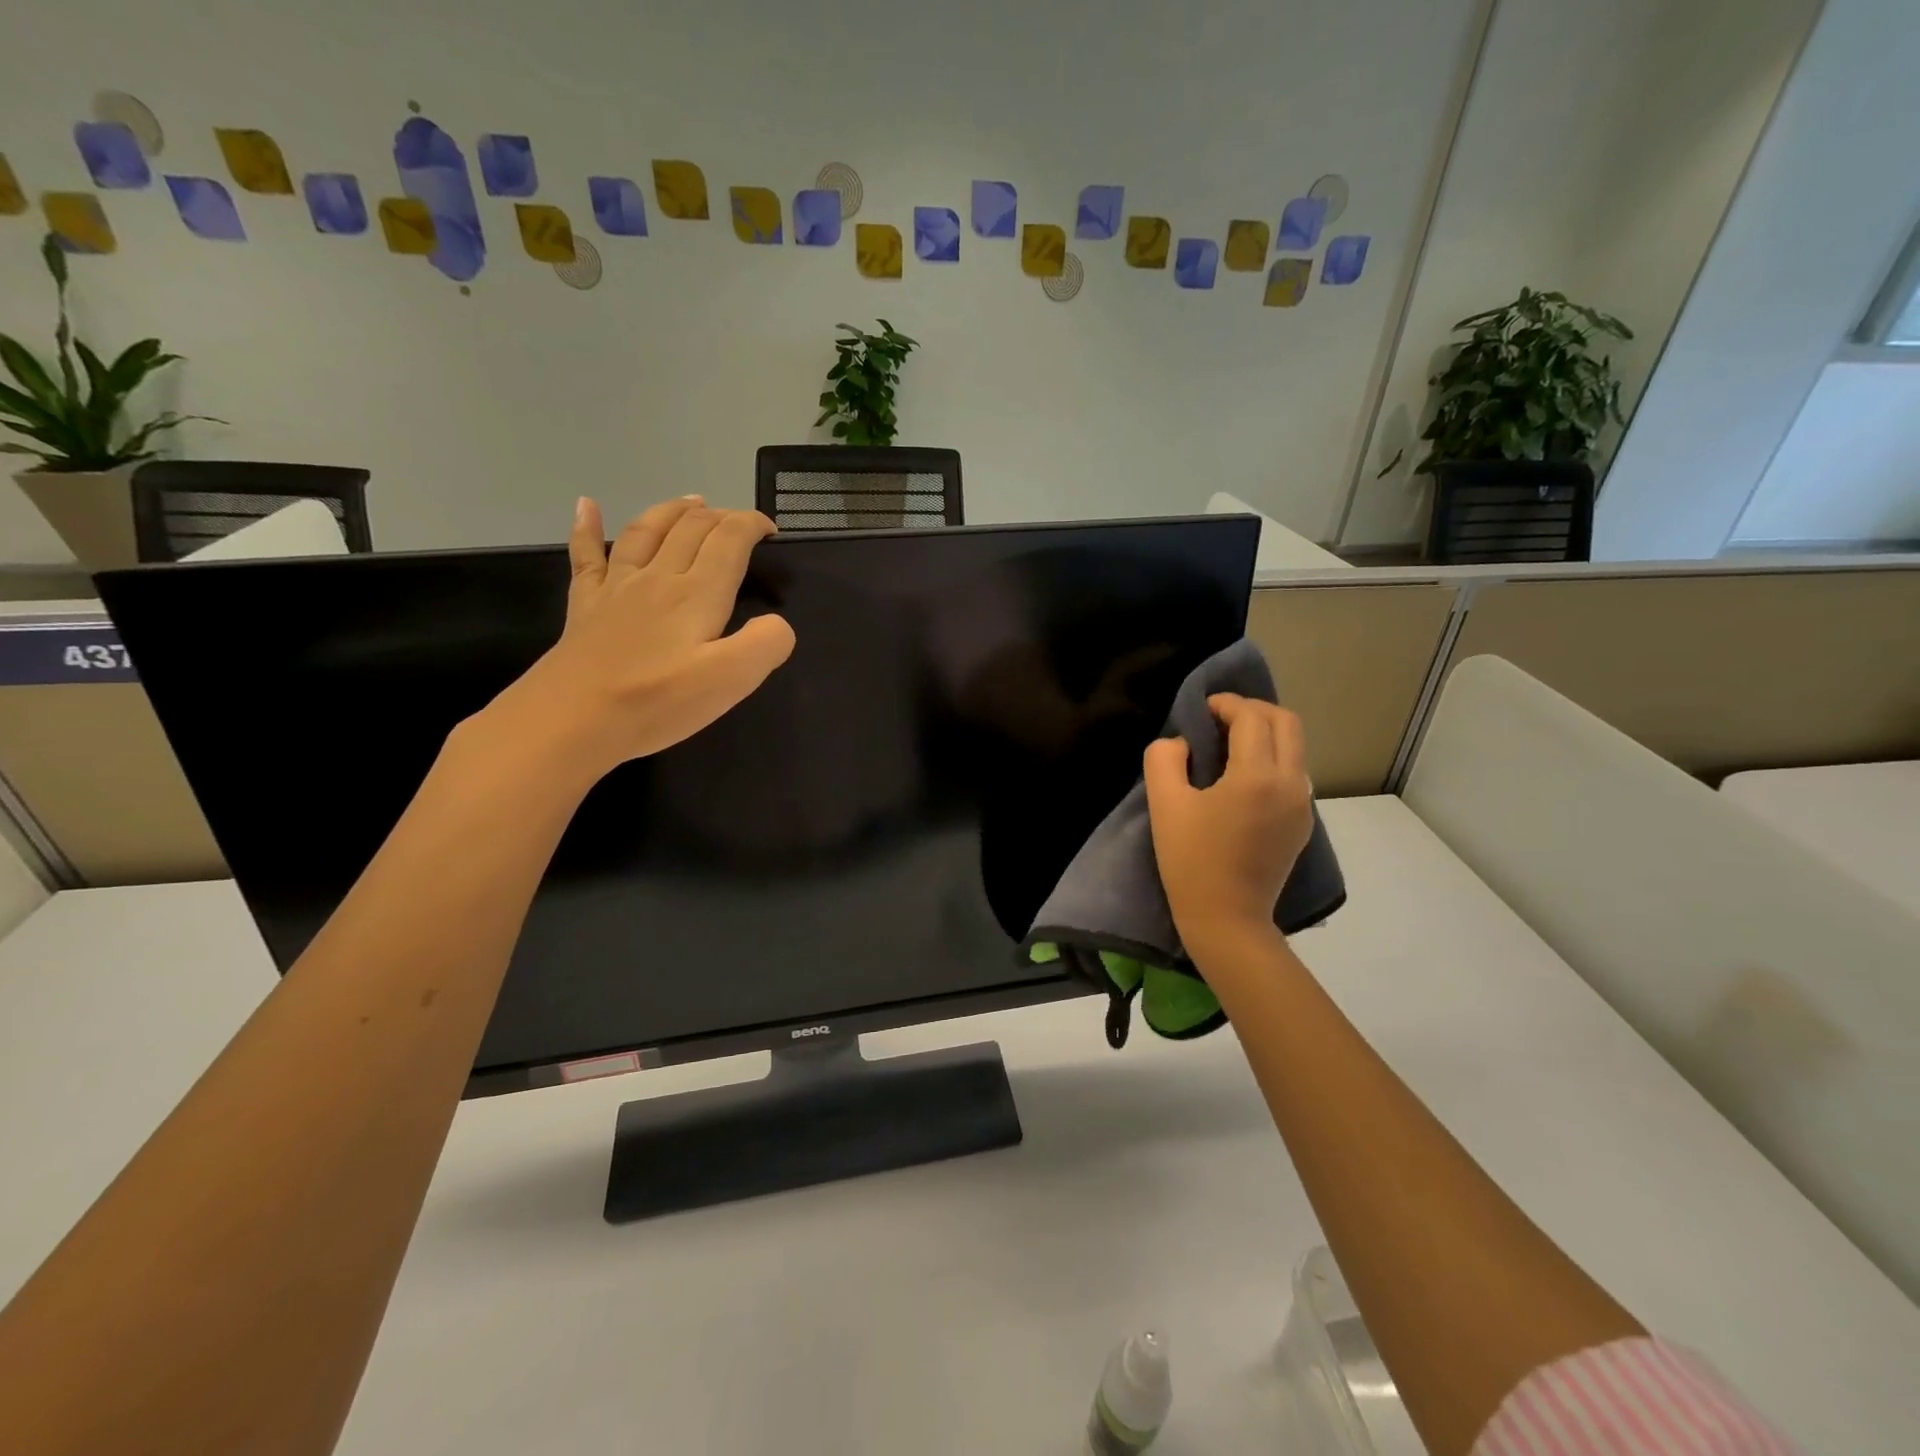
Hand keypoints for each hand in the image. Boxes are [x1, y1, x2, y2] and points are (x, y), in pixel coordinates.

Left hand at [484, 496, 795, 781]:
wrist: (573, 719)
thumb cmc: (658, 701)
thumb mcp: (732, 679)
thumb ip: (767, 643)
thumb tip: (777, 623)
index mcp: (698, 593)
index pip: (729, 540)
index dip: (752, 525)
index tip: (771, 531)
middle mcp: (659, 577)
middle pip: (691, 529)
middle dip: (721, 516)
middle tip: (739, 522)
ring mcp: (617, 587)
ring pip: (646, 531)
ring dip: (673, 511)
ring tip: (692, 501)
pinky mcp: (586, 605)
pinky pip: (587, 555)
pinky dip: (587, 526)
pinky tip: (586, 505)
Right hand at [1143, 695, 1314, 960]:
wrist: (1226, 919)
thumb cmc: (1191, 861)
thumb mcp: (1164, 804)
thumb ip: (1164, 758)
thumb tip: (1181, 743)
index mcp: (1257, 776)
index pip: (1252, 717)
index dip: (1226, 704)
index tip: (1202, 709)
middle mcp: (1291, 784)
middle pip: (1287, 722)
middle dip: (1254, 710)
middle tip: (1220, 718)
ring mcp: (1302, 805)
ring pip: (1295, 748)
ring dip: (1266, 733)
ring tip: (1230, 744)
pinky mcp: (1302, 824)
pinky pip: (1294, 774)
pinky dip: (1272, 759)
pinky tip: (1243, 778)